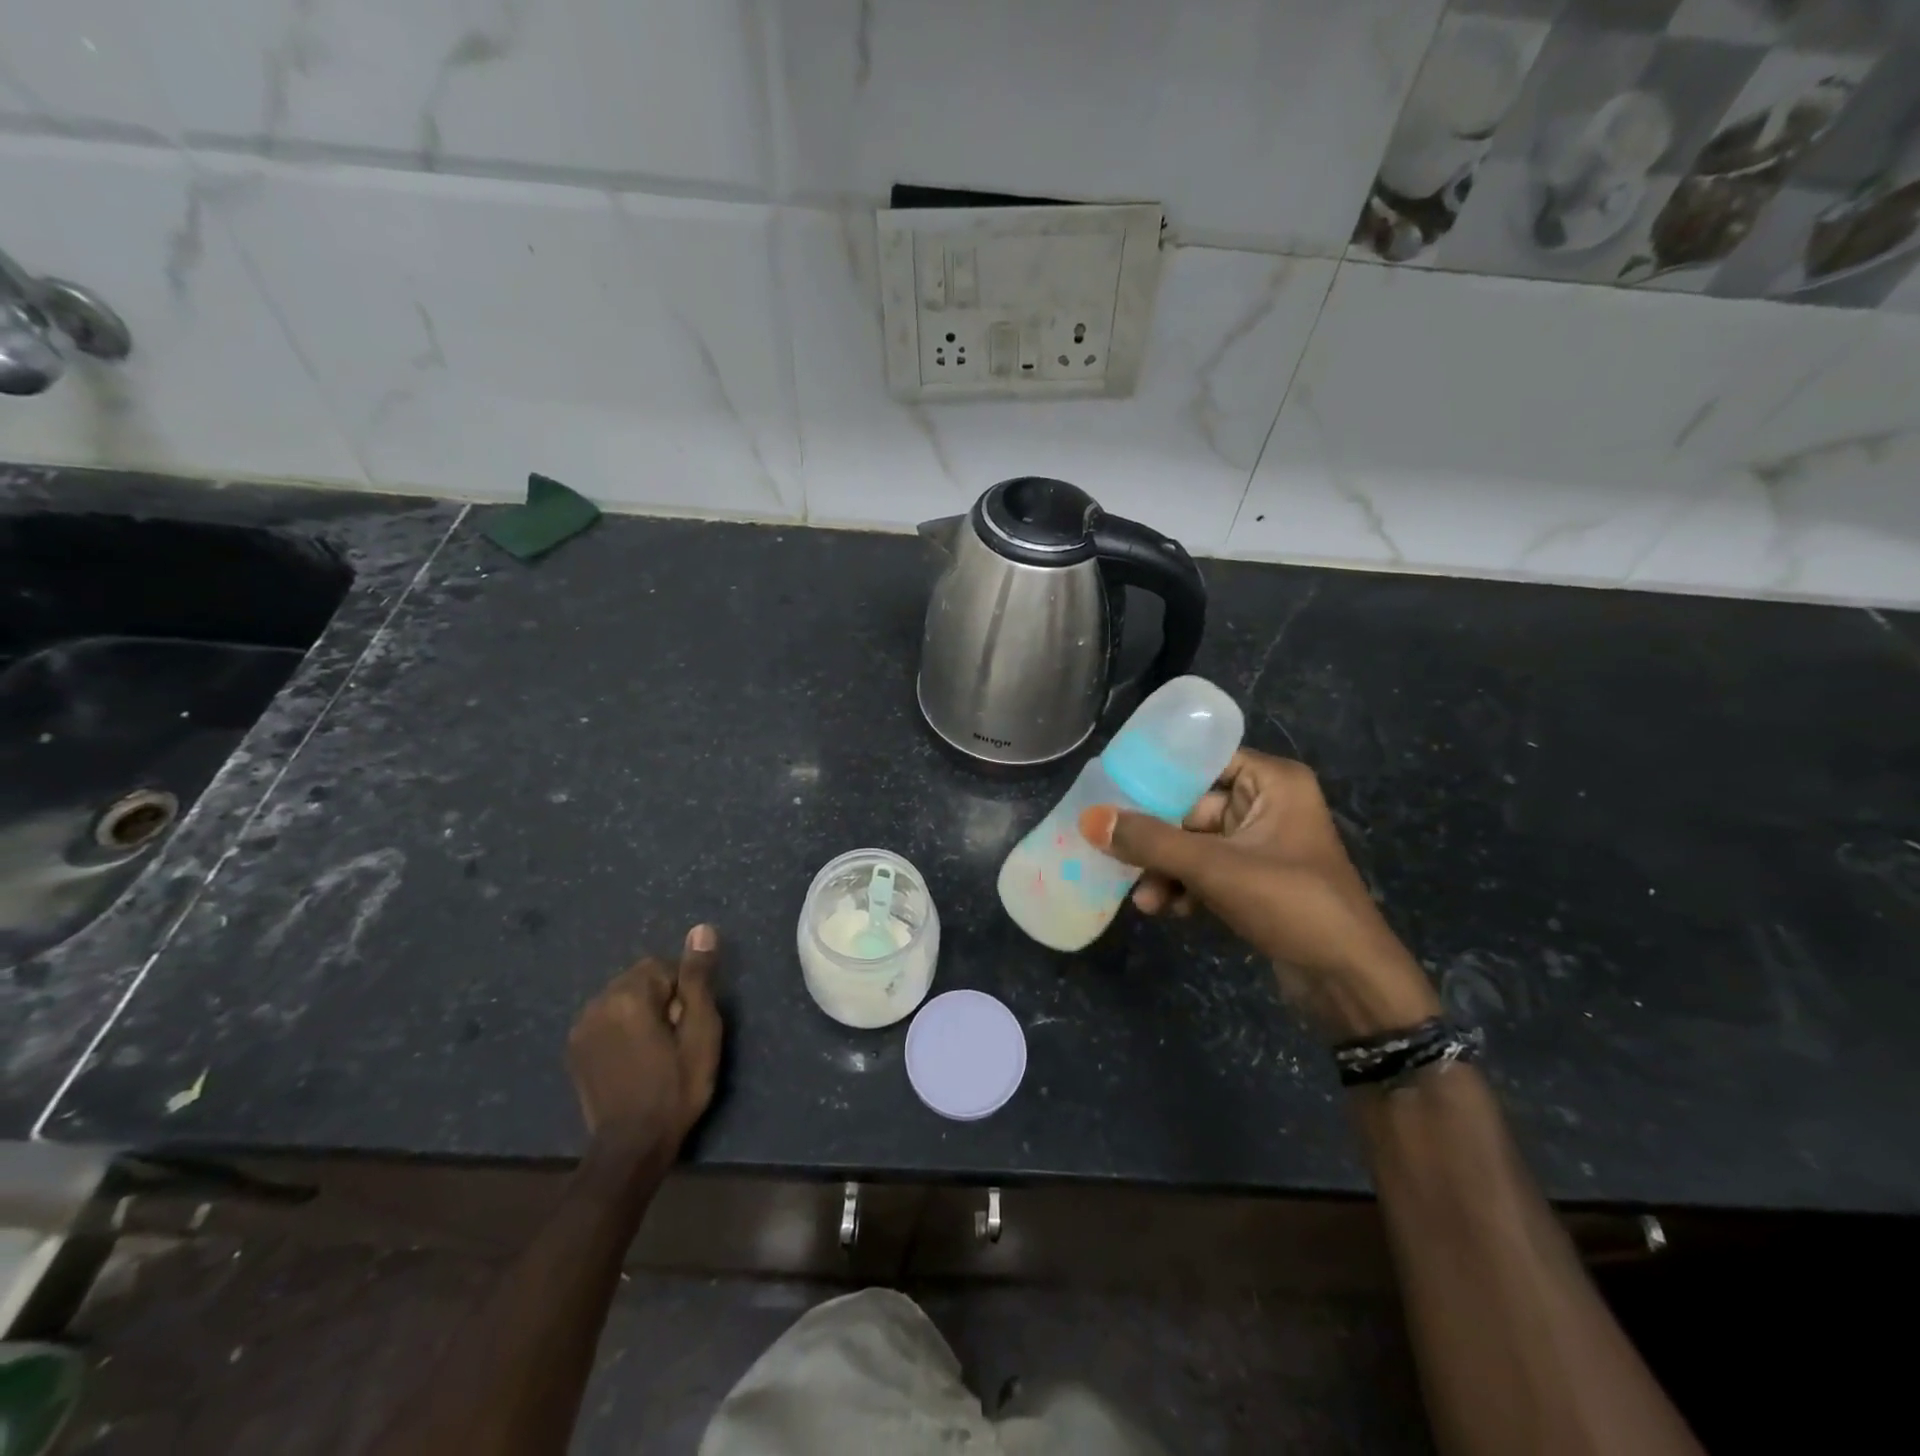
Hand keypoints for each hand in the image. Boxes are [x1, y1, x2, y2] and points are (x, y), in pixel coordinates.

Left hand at [566, 924, 722, 1155]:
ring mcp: (581, 1028)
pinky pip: (605, 1020)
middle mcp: (597, 1003)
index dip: (683, 992)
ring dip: (640, 1013)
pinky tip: (632, 1059)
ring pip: (622, 999)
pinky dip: (621, 1029)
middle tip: (675, 1040)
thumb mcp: (701, 1031)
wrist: (631, 1147)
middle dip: (661, 999)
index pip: (664, 966)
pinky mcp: (575, 1049)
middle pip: (640, 980)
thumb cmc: (676, 1087)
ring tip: (654, 1051)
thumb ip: (697, 978)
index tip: (687, 1027)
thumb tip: (701, 929)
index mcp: (628, 995)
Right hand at [1079, 751, 1438, 1041]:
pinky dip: (1185, 888)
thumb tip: (1089, 819)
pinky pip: (1206, 871)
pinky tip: (1168, 911)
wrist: (1348, 982)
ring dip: (1166, 871)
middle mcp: (1267, 805)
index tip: (1111, 788)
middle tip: (1115, 855)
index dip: (1157, 774)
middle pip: (1191, 808)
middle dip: (1156, 840)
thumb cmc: (1290, 904)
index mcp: (1272, 782)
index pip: (1202, 761)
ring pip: (1194, 845)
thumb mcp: (1214, 868)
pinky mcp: (1255, 881)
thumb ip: (1150, 841)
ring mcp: (1261, 845)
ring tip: (1144, 901)